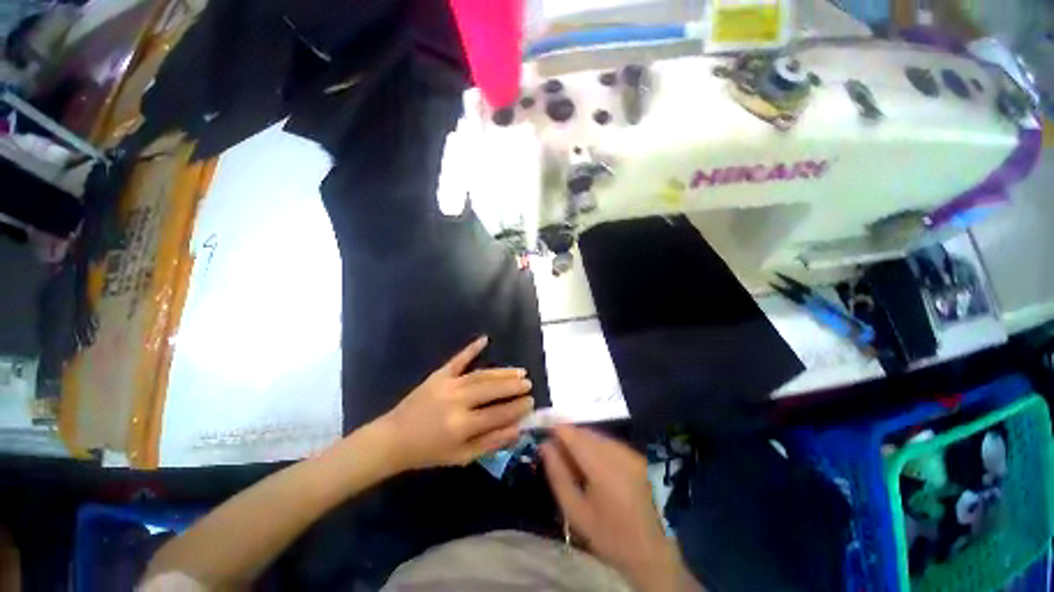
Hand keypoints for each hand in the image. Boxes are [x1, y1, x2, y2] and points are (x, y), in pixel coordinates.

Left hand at [379, 336, 533, 470]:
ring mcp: (447, 384)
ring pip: (481, 375)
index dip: (517, 408)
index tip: (531, 402)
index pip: (498, 414)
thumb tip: (517, 429)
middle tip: (528, 383)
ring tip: (519, 371)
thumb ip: (490, 443)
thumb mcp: (461, 457)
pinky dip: (471, 348)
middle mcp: (457, 401)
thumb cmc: (429, 452)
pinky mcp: (439, 375)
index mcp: (462, 426)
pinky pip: (458, 359)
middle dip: (513, 386)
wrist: (394, 439)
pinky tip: (485, 339)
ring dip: (502, 371)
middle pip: (491, 390)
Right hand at [541, 426, 700, 591]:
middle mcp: (619, 453)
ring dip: (581, 440)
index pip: (574, 435)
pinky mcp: (637, 456)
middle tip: (554, 449)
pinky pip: (609, 442)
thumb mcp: (576, 512)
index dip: (557, 429)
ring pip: (597, 436)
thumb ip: (558, 475)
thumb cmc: (609, 536)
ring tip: (571, 457)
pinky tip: (590, 462)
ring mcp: (631, 453)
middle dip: (568, 435)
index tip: (543, 431)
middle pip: (586, 432)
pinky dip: (595, 446)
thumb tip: (545, 445)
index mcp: (603, 468)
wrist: (652, 552)